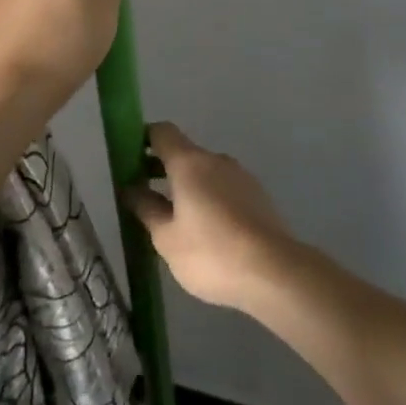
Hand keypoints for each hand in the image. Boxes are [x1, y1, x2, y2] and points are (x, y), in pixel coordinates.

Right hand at [124, 124, 300, 312]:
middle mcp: (216, 160)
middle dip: (162, 168)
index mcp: (189, 162)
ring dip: (187, 186)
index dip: (143, 140)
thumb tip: (131, 189)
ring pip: (205, 172)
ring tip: (175, 221)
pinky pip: (224, 188)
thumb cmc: (211, 253)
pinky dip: (209, 199)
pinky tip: (207, 231)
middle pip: (184, 152)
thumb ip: (146, 209)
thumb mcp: (167, 238)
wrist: (275, 272)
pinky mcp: (258, 196)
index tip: (130, 161)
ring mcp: (241, 176)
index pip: (162, 132)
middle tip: (144, 196)